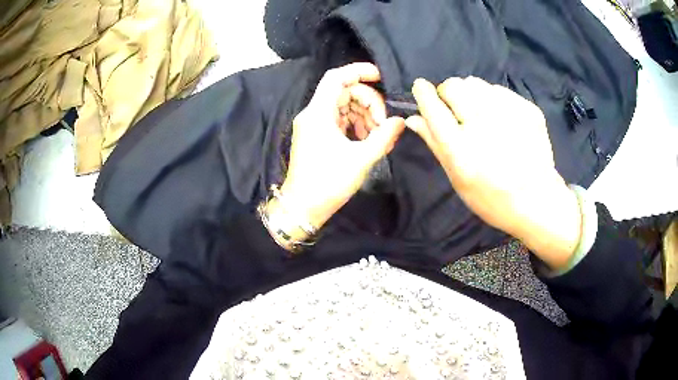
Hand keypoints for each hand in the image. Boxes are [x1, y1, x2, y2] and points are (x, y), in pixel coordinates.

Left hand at [277, 63, 404, 234]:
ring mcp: (315, 124)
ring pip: (344, 106)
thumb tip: (401, 121)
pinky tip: (368, 138)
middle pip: (344, 92)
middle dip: (369, 101)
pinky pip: (340, 119)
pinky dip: (356, 124)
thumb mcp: (361, 159)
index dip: (358, 71)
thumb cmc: (328, 183)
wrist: (302, 207)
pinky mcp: (318, 135)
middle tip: (384, 123)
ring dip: (364, 115)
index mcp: (318, 113)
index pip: (336, 77)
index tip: (381, 76)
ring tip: (378, 134)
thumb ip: (384, 137)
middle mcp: (313, 113)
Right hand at [406, 77, 581, 269]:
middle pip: (453, 86)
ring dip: (471, 94)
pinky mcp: (526, 109)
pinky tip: (502, 120)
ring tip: (481, 114)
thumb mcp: (457, 178)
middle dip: (449, 93)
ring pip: (476, 83)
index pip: (432, 106)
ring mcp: (508, 114)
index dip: (423, 93)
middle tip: (457, 110)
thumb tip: (412, 118)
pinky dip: (493, 100)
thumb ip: (434, 144)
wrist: (536, 201)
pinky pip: (499, 90)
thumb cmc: (491, 197)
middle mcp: (482, 125)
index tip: (420, 86)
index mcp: (460, 148)